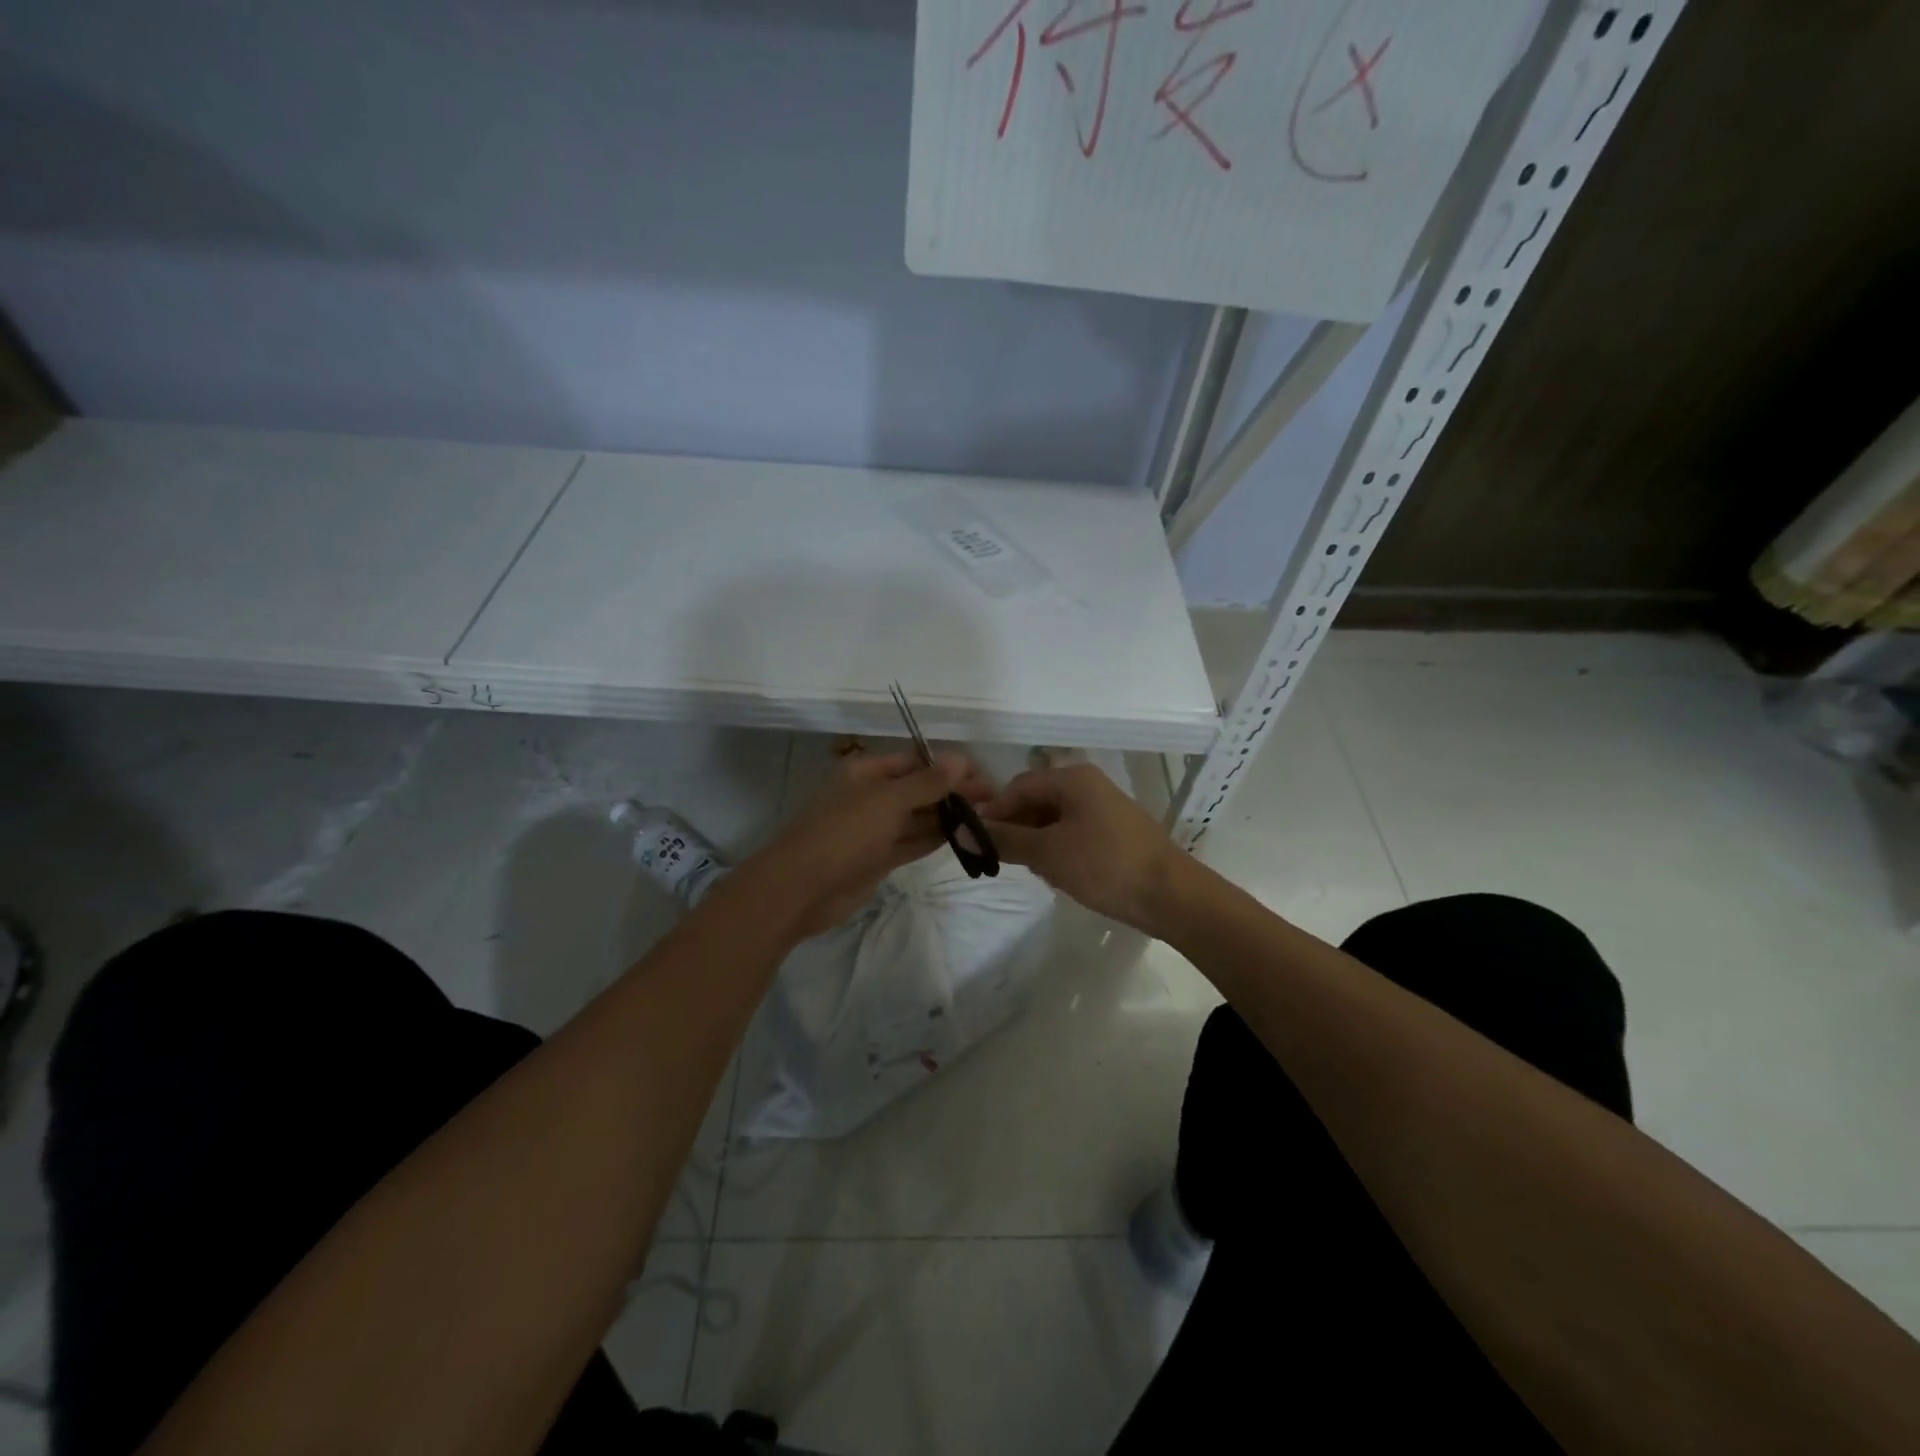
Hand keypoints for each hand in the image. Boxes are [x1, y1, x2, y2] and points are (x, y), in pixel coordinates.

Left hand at [742, 749, 994, 939]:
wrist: (801, 890)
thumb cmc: (842, 835)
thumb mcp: (887, 802)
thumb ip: (926, 783)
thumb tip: (960, 759)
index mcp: (866, 773)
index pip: (915, 761)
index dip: (948, 766)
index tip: (983, 777)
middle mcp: (871, 796)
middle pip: (919, 789)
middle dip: (952, 792)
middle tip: (993, 801)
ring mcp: (874, 829)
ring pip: (917, 817)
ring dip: (948, 817)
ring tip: (986, 819)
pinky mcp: (878, 858)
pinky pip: (912, 843)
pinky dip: (935, 839)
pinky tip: (963, 837)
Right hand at [982, 763, 1185, 932]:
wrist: (1171, 896)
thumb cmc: (1105, 865)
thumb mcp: (1048, 853)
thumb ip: (1005, 840)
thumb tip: (964, 832)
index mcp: (1073, 779)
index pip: (1018, 786)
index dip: (994, 811)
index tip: (977, 841)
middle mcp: (1089, 785)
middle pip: (1037, 800)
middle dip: (1016, 828)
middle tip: (1001, 859)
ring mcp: (1105, 808)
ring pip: (1054, 819)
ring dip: (1036, 841)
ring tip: (1031, 870)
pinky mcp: (1115, 832)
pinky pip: (1074, 832)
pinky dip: (1058, 849)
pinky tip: (1057, 874)